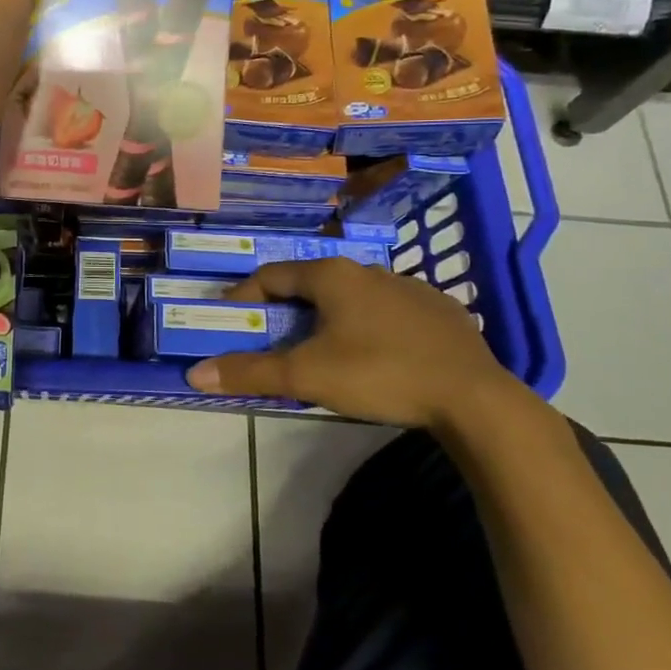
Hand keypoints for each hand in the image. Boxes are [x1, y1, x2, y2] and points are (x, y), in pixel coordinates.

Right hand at [185, 258, 512, 429]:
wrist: (474, 398)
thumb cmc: (379, 374)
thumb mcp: (307, 376)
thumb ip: (250, 372)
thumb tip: (196, 373)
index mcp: (332, 276)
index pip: (272, 275)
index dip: (245, 295)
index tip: (231, 319)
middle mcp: (368, 270)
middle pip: (311, 285)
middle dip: (286, 310)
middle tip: (273, 340)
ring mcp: (409, 287)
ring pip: (352, 297)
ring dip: (329, 317)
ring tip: (322, 350)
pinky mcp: (440, 311)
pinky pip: (390, 311)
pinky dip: (370, 326)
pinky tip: (376, 354)